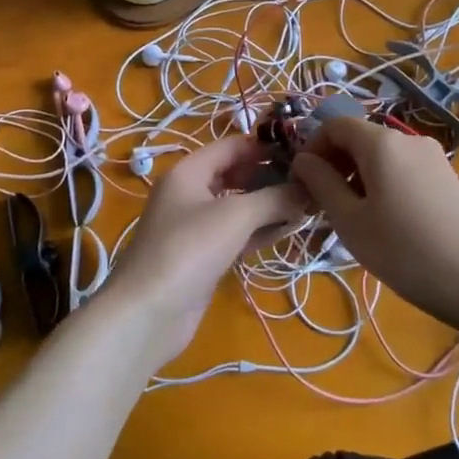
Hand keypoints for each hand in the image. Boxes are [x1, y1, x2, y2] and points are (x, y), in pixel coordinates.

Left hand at [100, 135, 306, 368]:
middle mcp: (190, 193)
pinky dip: (259, 230)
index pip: (232, 146)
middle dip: (270, 177)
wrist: (148, 312)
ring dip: (269, 206)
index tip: (303, 151)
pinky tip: (287, 231)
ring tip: (307, 205)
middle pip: (236, 174)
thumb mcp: (236, 216)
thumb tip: (309, 188)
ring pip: (238, 206)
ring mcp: (195, 226)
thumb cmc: (189, 249)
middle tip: (310, 181)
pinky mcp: (203, 255)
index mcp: (189, 171)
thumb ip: (275, 198)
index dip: (266, 146)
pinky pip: (236, 233)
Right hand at [290, 117, 458, 334]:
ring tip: (353, 220)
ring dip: (358, 178)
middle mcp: (407, 139)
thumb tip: (303, 160)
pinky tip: (385, 223)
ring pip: (381, 157)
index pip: (335, 125)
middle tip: (323, 206)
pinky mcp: (447, 178)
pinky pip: (403, 170)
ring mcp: (432, 157)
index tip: (303, 183)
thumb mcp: (352, 222)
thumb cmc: (406, 251)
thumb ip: (322, 184)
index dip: (313, 148)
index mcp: (381, 142)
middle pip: (359, 139)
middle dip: (335, 164)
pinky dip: (383, 185)